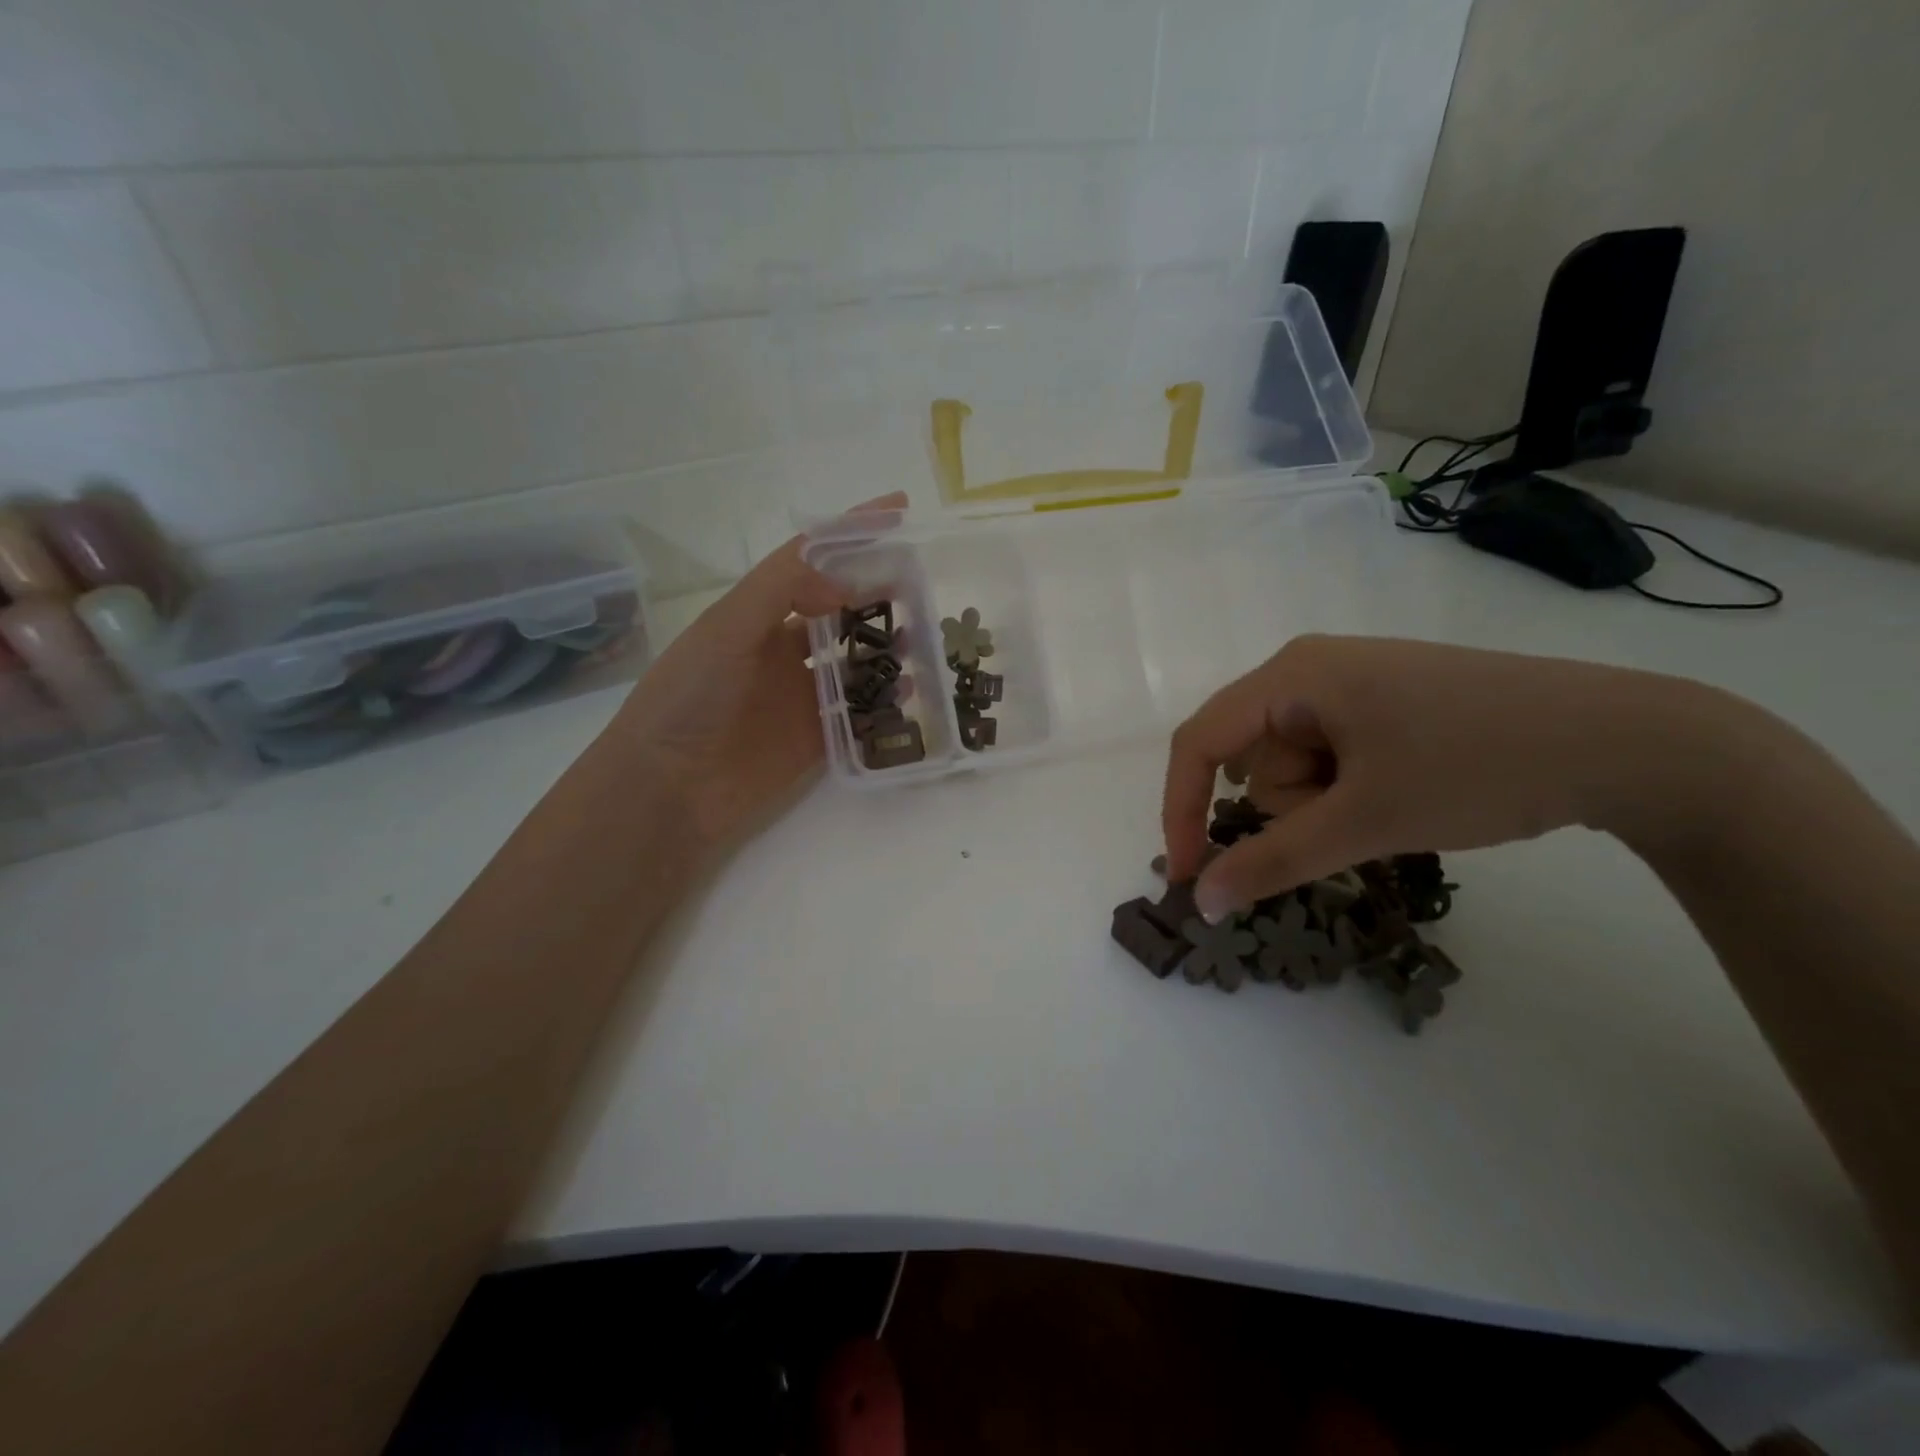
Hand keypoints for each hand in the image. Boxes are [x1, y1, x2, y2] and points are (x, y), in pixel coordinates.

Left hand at [609, 493, 905, 856]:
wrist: (668, 789)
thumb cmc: (688, 699)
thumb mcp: (726, 629)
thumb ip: (782, 591)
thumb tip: (846, 584)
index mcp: (757, 614)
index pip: (810, 560)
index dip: (851, 533)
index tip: (898, 510)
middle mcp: (781, 649)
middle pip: (840, 608)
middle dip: (879, 590)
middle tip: (922, 581)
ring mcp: (800, 695)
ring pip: (855, 659)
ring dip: (887, 644)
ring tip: (924, 635)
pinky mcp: (816, 738)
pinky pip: (859, 711)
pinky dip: (885, 698)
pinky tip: (909, 688)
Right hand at [1162, 635, 1747, 920]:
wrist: (1629, 742)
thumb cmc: (1479, 766)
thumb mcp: (1365, 821)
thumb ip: (1272, 861)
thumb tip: (1200, 902)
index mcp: (1292, 674)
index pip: (1199, 742)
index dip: (1182, 809)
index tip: (1191, 876)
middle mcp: (1310, 668)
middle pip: (1252, 757)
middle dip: (1290, 806)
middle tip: (1353, 823)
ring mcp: (1351, 684)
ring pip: (1293, 765)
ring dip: (1325, 804)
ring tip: (1393, 805)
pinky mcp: (1384, 704)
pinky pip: (1331, 757)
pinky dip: (1350, 791)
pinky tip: (1406, 791)